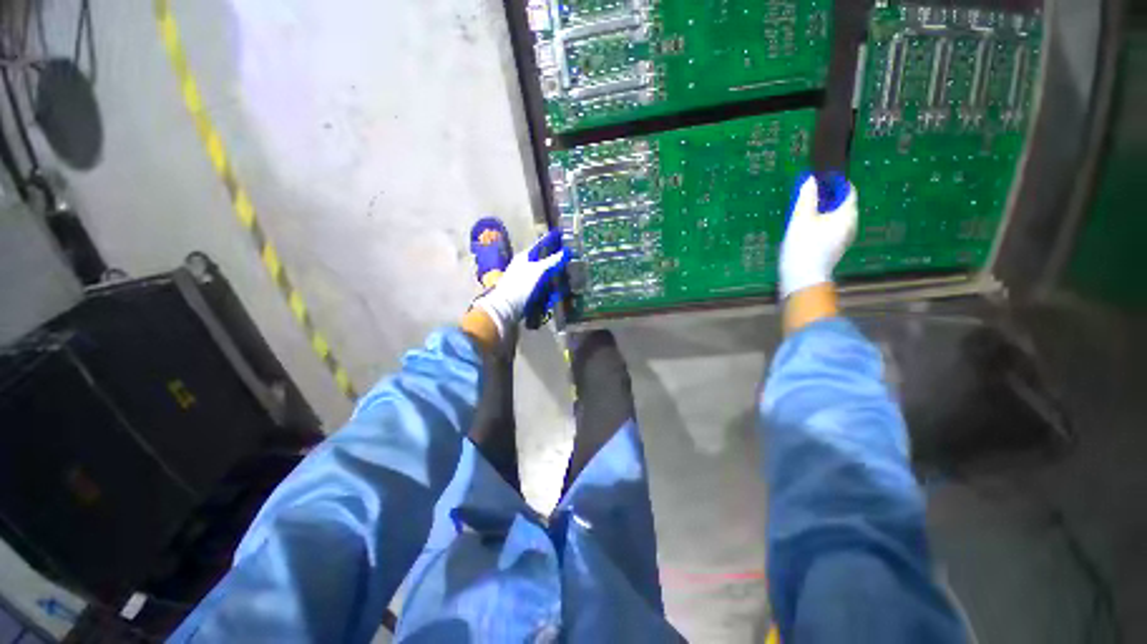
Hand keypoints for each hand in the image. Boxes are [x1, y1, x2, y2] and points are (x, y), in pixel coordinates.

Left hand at [473, 228, 569, 340]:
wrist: (505, 309)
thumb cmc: (520, 285)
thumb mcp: (538, 270)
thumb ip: (552, 260)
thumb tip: (566, 251)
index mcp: (524, 257)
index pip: (540, 245)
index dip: (551, 241)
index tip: (563, 237)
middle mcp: (523, 266)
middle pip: (543, 261)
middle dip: (556, 262)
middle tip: (570, 262)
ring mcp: (524, 280)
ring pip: (543, 276)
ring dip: (553, 279)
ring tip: (566, 280)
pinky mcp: (525, 293)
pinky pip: (541, 289)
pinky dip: (548, 290)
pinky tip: (556, 294)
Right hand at [779, 173, 857, 297]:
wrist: (803, 279)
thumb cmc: (804, 245)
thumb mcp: (802, 215)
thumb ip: (808, 195)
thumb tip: (812, 179)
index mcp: (846, 217)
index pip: (850, 193)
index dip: (840, 183)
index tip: (826, 177)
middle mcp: (850, 227)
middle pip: (848, 205)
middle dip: (836, 195)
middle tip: (819, 187)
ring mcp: (845, 239)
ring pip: (844, 217)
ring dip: (833, 207)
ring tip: (816, 202)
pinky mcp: (838, 248)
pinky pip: (839, 227)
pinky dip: (831, 219)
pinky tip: (816, 219)